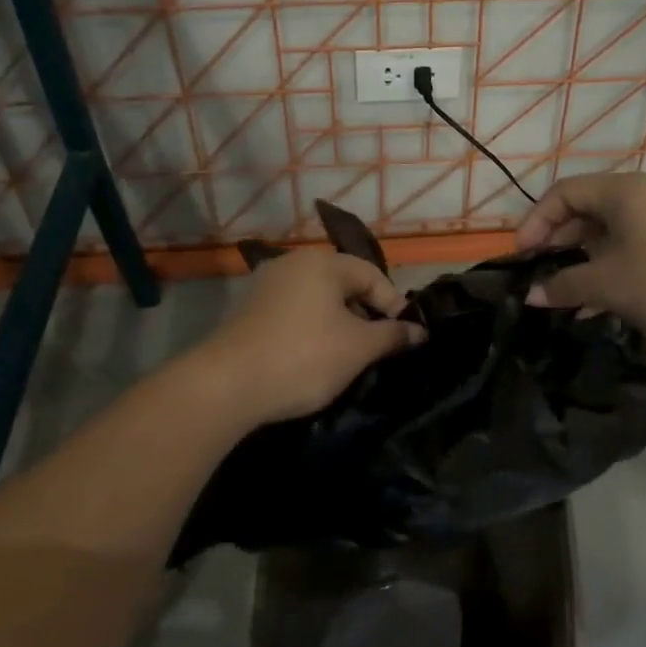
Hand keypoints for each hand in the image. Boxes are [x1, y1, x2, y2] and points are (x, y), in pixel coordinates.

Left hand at [191, 249, 424, 428]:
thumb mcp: (358, 349)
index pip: (372, 275)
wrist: (227, 384)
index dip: (394, 304)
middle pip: (342, 283)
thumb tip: (418, 332)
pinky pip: (292, 311)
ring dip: (337, 322)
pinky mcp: (247, 309)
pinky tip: (312, 357)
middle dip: (365, 313)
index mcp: (322, 263)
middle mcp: (292, 263)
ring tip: (347, 355)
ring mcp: (265, 284)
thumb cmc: (303, 357)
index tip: (405, 337)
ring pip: (316, 298)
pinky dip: (309, 328)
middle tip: (377, 347)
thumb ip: (392, 336)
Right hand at [515, 173, 645, 358]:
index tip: (521, 256)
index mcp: (623, 191)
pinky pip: (630, 251)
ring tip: (561, 295)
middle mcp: (643, 197)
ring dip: (581, 263)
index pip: (563, 193)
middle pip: (585, 211)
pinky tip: (593, 307)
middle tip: (537, 275)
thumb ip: (564, 285)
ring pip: (607, 235)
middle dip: (557, 243)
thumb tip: (529, 295)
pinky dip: (607, 272)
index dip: (535, 221)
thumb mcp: (610, 285)